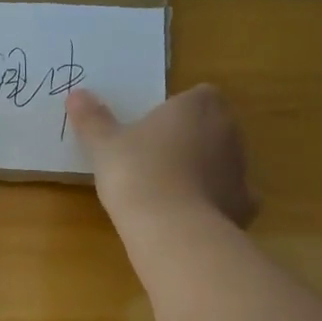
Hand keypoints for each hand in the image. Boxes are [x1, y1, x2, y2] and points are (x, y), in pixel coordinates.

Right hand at [68, 85, 258, 230]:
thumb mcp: (104, 144)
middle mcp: (227, 130)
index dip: (180, 108)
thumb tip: (76, 94)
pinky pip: (232, 196)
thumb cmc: (136, 171)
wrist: (170, 227)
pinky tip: (192, 213)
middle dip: (193, 136)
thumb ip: (92, 119)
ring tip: (170, 187)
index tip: (156, 125)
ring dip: (205, 168)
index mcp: (196, 106)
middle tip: (158, 155)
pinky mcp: (245, 203)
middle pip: (215, 125)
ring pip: (225, 160)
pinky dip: (217, 201)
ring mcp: (241, 168)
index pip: (200, 94)